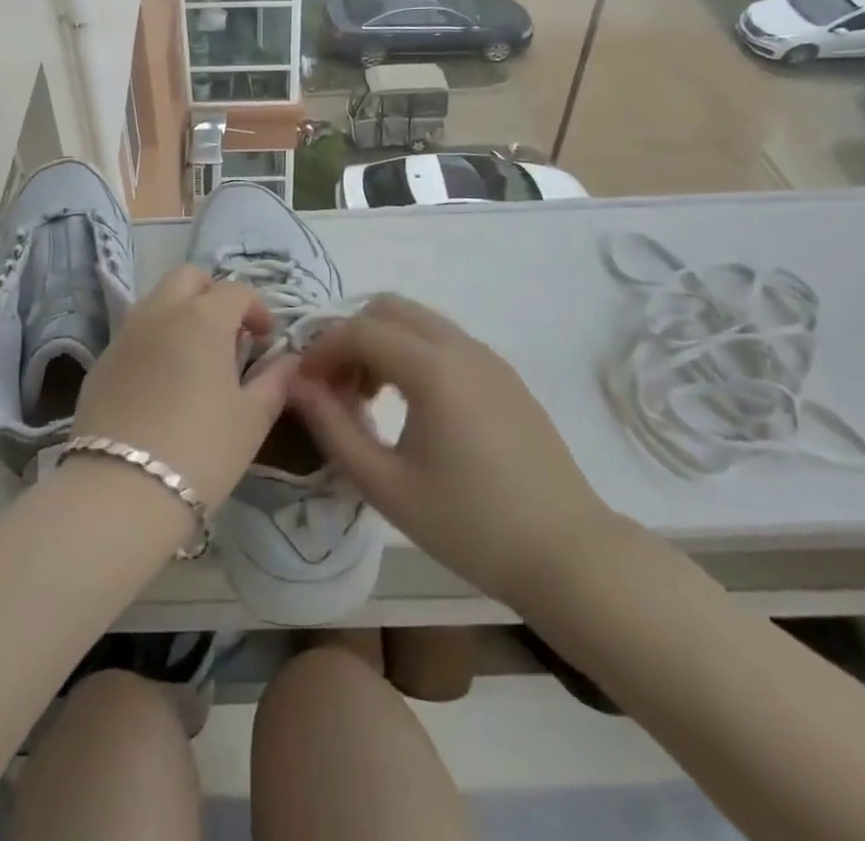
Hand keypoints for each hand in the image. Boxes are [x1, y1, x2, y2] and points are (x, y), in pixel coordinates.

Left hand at [72, 265, 294, 511]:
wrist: (121, 490)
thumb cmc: (201, 450)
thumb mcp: (251, 420)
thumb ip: (275, 382)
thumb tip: (289, 361)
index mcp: (202, 319)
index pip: (235, 291)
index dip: (256, 309)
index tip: (264, 340)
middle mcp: (160, 313)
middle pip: (188, 277)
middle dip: (212, 293)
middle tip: (227, 332)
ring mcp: (125, 334)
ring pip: (156, 300)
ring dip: (180, 312)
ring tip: (194, 356)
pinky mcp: (101, 361)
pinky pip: (134, 332)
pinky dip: (154, 339)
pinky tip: (161, 382)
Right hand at [288, 294, 618, 609]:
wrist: (568, 554)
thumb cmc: (470, 525)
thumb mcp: (386, 485)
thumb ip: (333, 428)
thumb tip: (296, 386)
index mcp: (432, 367)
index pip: (359, 330)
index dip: (322, 350)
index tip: (303, 385)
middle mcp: (460, 346)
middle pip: (388, 309)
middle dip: (351, 337)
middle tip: (337, 387)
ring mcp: (488, 357)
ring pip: (418, 321)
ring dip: (383, 343)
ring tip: (369, 398)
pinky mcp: (504, 375)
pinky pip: (444, 341)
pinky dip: (413, 353)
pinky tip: (411, 406)